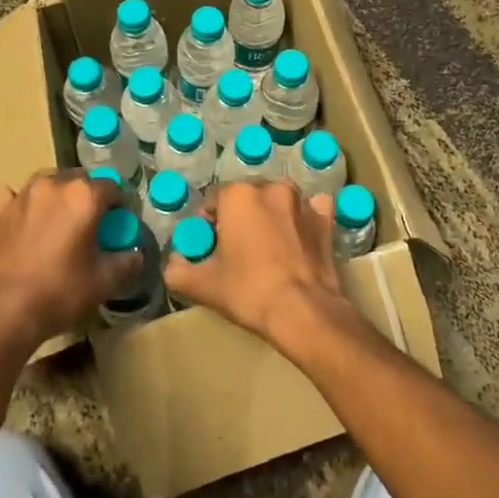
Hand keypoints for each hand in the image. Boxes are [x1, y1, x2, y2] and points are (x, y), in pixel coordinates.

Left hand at [0, 172, 137, 350]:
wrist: (4, 309)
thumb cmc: (60, 291)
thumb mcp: (104, 282)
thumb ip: (127, 263)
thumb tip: (136, 255)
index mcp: (85, 196)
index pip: (113, 187)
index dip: (121, 204)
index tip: (121, 222)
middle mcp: (55, 184)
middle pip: (80, 179)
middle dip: (89, 194)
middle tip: (92, 221)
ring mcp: (24, 194)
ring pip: (48, 182)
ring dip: (59, 194)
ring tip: (61, 218)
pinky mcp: (1, 210)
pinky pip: (17, 196)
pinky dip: (26, 203)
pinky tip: (27, 218)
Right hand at [162, 181, 345, 349]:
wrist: (303, 310)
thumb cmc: (248, 291)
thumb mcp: (202, 285)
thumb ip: (177, 270)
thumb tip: (173, 263)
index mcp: (237, 195)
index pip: (213, 199)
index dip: (208, 221)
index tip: (209, 244)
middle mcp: (270, 187)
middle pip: (246, 196)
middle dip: (238, 215)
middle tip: (235, 247)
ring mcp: (302, 201)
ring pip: (277, 199)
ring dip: (269, 213)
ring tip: (266, 244)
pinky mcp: (325, 218)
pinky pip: (311, 208)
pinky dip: (304, 216)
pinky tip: (299, 235)